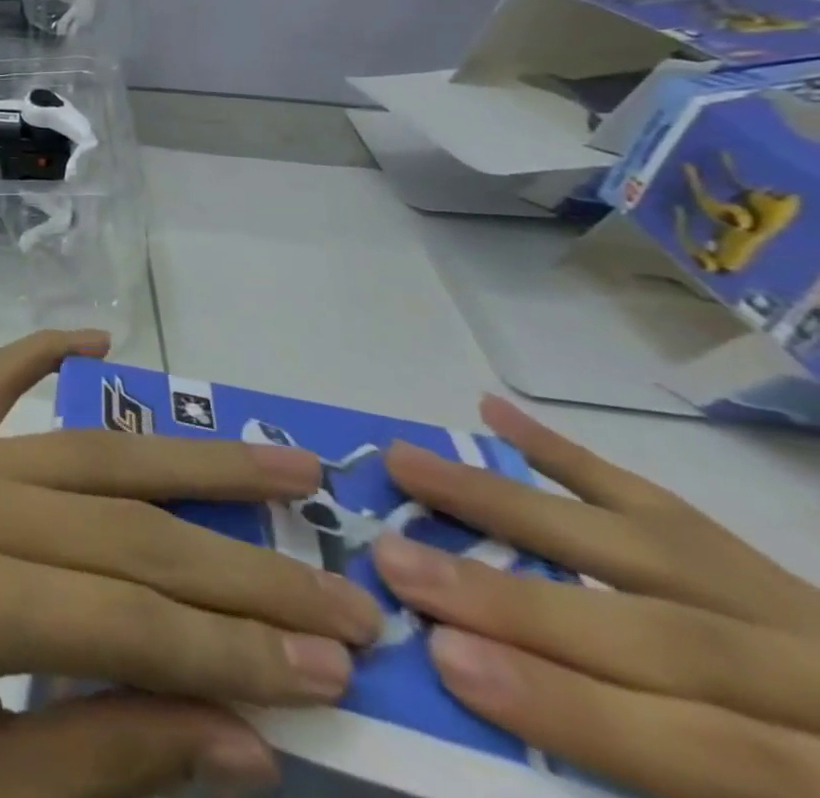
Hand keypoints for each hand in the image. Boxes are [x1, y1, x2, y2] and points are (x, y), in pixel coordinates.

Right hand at [372, 395, 819, 797]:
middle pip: (669, 636)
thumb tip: (487, 697)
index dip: (579, 706)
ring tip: (406, 466)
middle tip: (396, 562)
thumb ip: (661, 776)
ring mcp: (805, 612)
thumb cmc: (782, 788)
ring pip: (646, 545)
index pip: (717, 747)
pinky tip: (492, 414)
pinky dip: (568, 457)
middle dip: (518, 600)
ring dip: (508, 502)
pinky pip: (665, 504)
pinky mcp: (768, 564)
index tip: (448, 659)